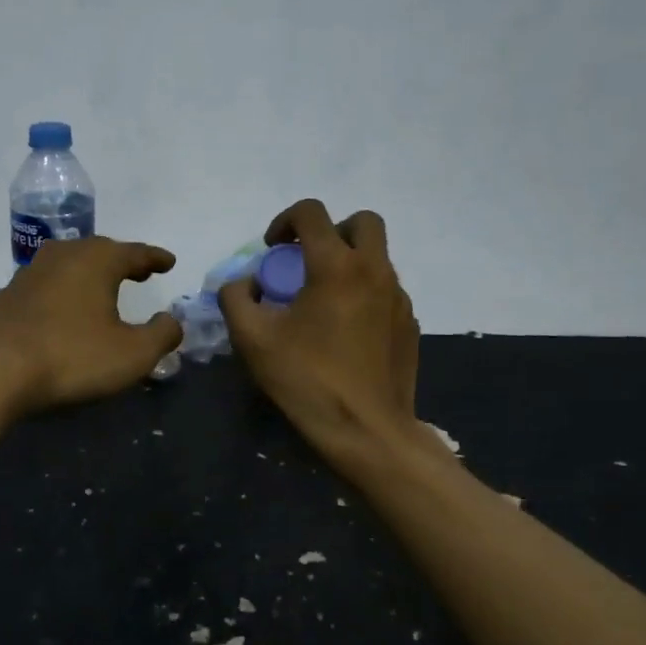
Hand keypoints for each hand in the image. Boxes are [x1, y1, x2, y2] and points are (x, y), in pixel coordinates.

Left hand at [0, 236, 182, 414]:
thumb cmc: (71, 357)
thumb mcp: (132, 354)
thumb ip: (162, 335)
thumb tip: (173, 321)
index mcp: (97, 260)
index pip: (135, 253)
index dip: (155, 259)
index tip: (169, 262)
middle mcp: (63, 255)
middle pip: (100, 251)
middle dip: (122, 261)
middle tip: (139, 272)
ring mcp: (30, 273)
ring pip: (69, 265)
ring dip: (89, 274)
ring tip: (102, 288)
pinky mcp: (7, 296)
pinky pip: (46, 286)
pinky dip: (63, 292)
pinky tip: (62, 309)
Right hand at [218, 200, 422, 465]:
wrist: (367, 431)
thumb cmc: (307, 379)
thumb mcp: (252, 339)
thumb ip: (236, 297)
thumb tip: (244, 283)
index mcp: (336, 266)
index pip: (312, 212)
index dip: (285, 220)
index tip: (272, 250)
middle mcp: (374, 270)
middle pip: (362, 221)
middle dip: (330, 230)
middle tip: (307, 260)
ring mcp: (398, 297)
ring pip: (377, 256)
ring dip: (348, 261)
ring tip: (322, 300)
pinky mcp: (409, 323)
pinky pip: (385, 289)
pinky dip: (363, 292)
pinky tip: (344, 329)